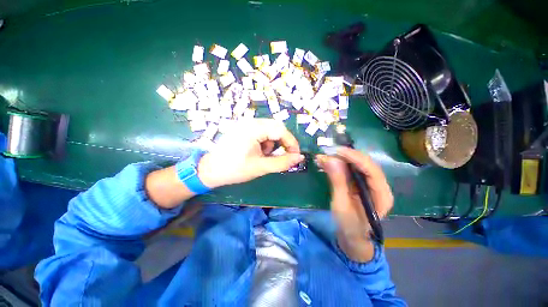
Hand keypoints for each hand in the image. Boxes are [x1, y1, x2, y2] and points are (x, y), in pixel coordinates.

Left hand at [198, 119, 303, 187]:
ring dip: (273, 143)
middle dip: (282, 143)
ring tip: (265, 156)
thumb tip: (300, 158)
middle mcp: (250, 122)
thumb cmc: (234, 170)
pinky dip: (265, 142)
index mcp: (253, 129)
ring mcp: (246, 124)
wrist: (210, 171)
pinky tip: (259, 152)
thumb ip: (282, 162)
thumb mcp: (261, 167)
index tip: (295, 156)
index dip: (291, 143)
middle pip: (276, 128)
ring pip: (270, 130)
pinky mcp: (244, 129)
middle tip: (283, 156)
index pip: (281, 130)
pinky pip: (262, 132)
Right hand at [316, 147, 392, 261]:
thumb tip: (330, 159)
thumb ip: (337, 181)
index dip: (354, 157)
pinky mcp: (362, 183)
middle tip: (328, 153)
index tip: (336, 151)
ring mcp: (372, 184)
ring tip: (326, 156)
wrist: (352, 237)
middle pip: (366, 164)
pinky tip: (330, 162)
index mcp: (382, 195)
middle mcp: (380, 186)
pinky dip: (341, 164)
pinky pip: (353, 169)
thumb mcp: (341, 205)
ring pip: (359, 164)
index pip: (371, 169)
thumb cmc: (348, 225)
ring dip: (343, 159)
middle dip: (347, 156)